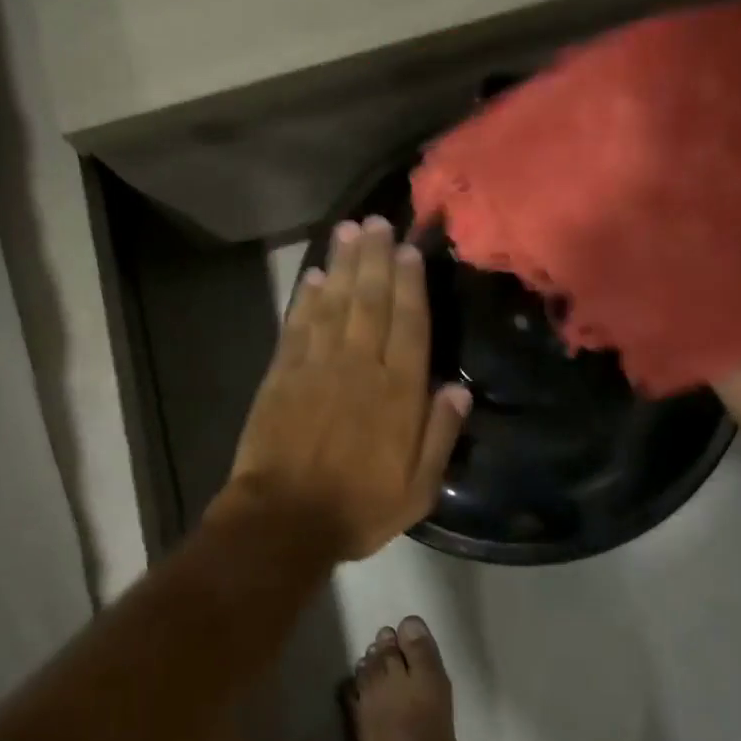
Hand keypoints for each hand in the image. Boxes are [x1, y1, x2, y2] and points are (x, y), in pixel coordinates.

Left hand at [221, 216, 472, 561]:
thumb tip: (458, 389)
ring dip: (344, 265)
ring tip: (349, 230)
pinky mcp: (282, 374)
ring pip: (334, 303)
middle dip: (375, 258)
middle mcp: (358, 366)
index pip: (409, 324)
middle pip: (371, 301)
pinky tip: (316, 276)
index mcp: (398, 392)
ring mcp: (316, 366)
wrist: (283, 520)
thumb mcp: (417, 488)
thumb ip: (440, 435)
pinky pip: (298, 325)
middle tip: (377, 221)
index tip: (409, 250)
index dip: (410, 284)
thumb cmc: (358, 508)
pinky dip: (308, 298)